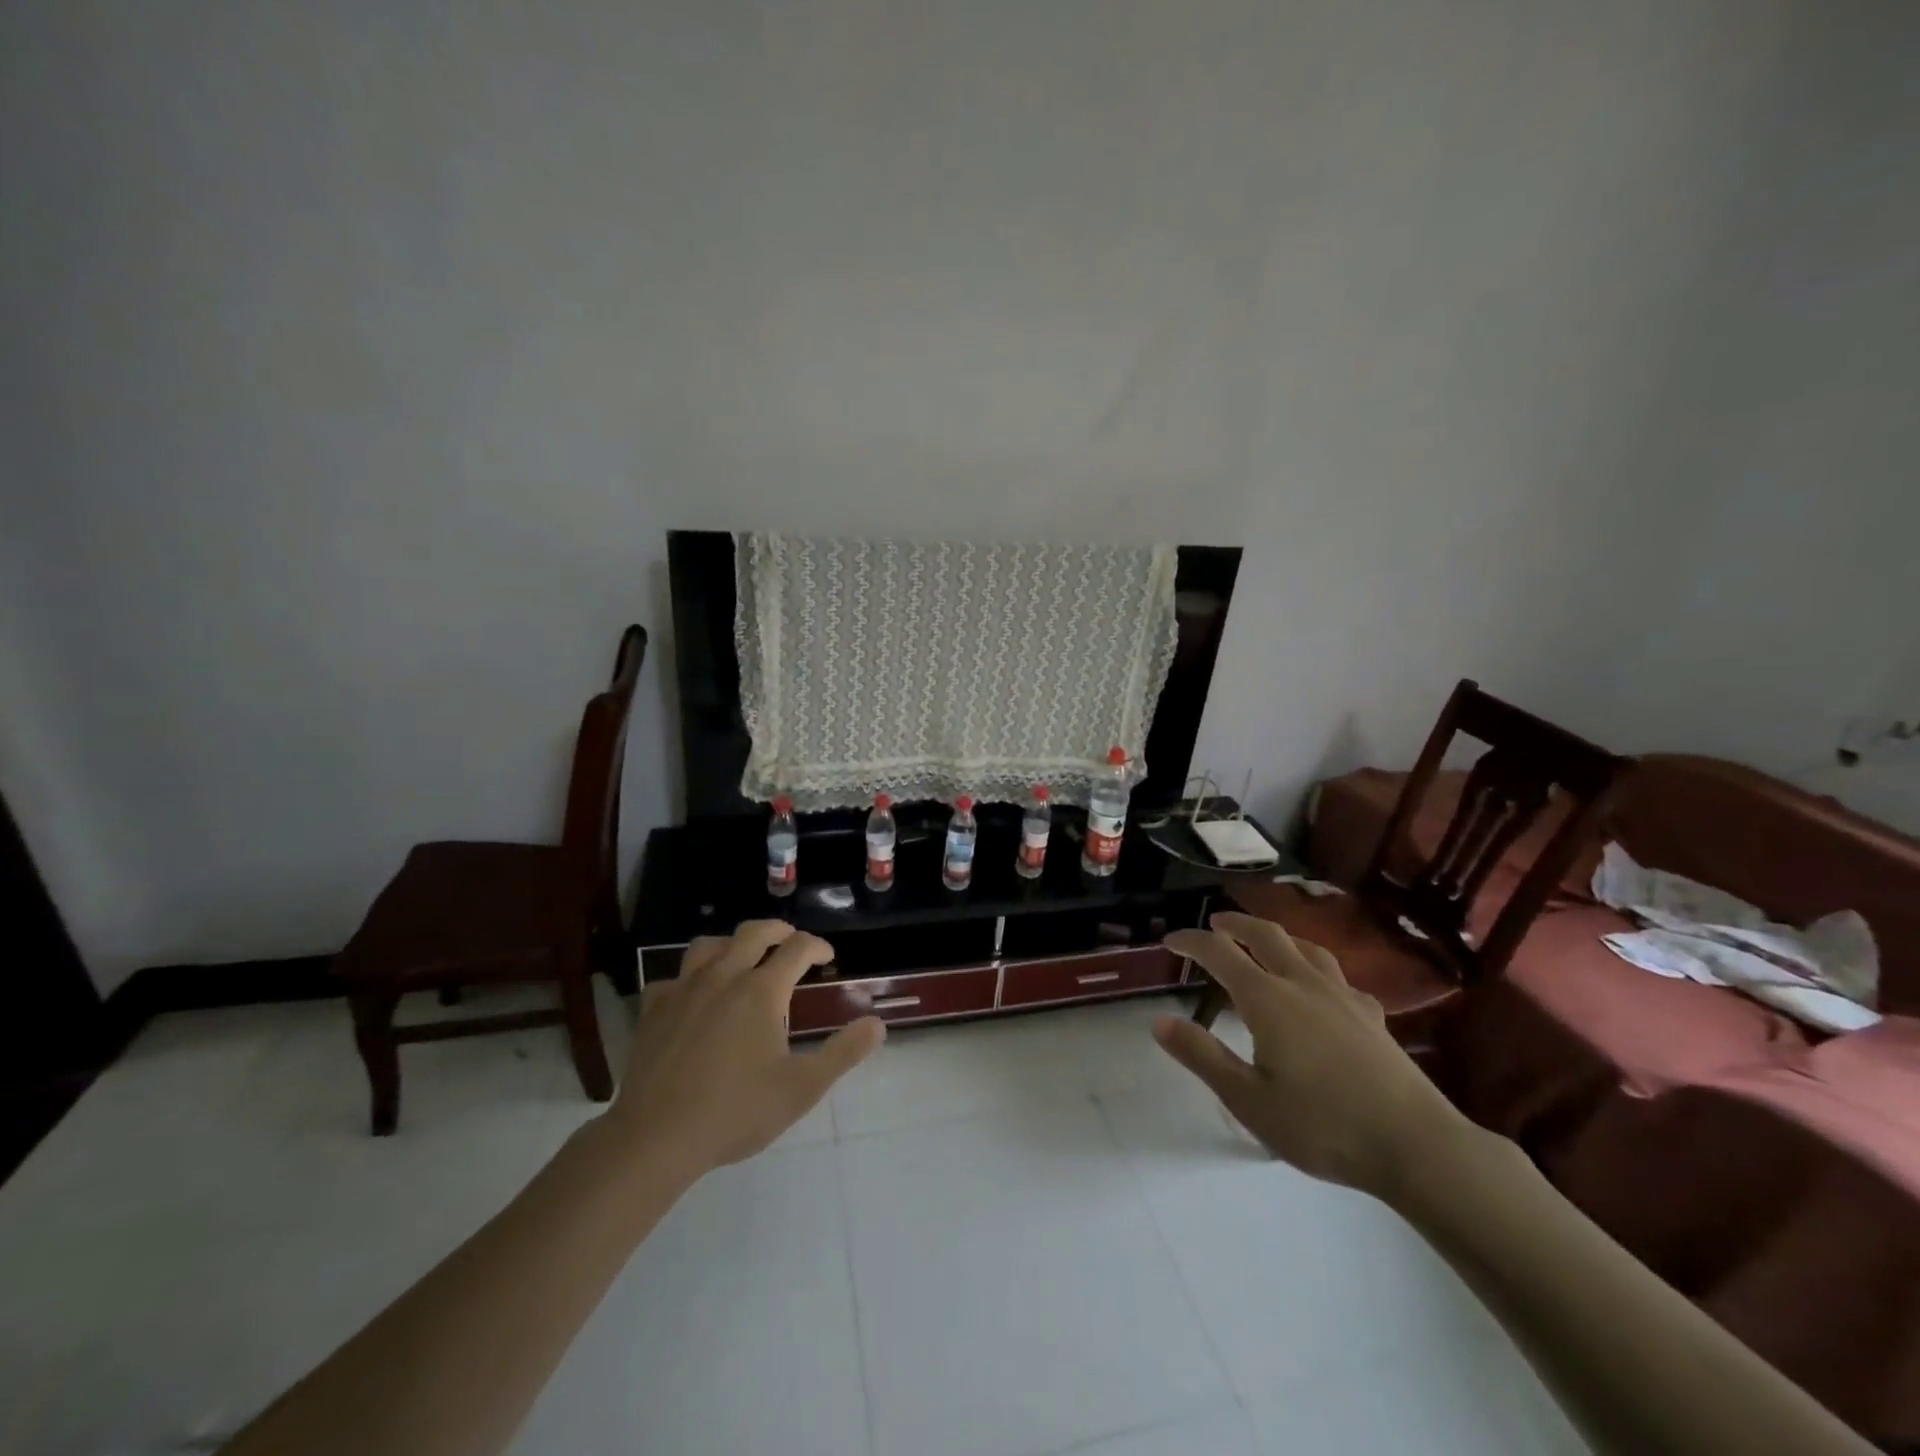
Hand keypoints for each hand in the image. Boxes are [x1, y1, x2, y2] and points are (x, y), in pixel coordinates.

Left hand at [603, 921, 884, 1177]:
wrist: (656, 1138)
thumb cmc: (736, 1112)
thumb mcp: (802, 1088)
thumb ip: (843, 1053)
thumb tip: (877, 1024)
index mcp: (762, 990)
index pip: (797, 948)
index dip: (817, 946)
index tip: (827, 957)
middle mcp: (724, 976)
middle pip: (754, 932)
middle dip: (778, 931)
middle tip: (791, 942)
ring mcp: (683, 989)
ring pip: (709, 945)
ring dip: (732, 944)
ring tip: (741, 958)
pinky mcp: (653, 1009)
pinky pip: (672, 978)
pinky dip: (688, 979)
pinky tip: (692, 997)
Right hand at [1155, 911, 1465, 1197]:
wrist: (1416, 1146)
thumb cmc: (1323, 1126)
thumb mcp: (1248, 1100)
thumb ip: (1202, 1056)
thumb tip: (1159, 1022)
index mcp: (1268, 999)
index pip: (1220, 953)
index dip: (1191, 941)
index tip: (1170, 941)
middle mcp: (1303, 984)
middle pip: (1266, 935)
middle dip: (1236, 924)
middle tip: (1216, 923)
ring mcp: (1343, 996)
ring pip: (1305, 947)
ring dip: (1277, 936)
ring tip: (1265, 941)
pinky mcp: (1372, 1015)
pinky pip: (1337, 976)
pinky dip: (1316, 968)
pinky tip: (1321, 988)